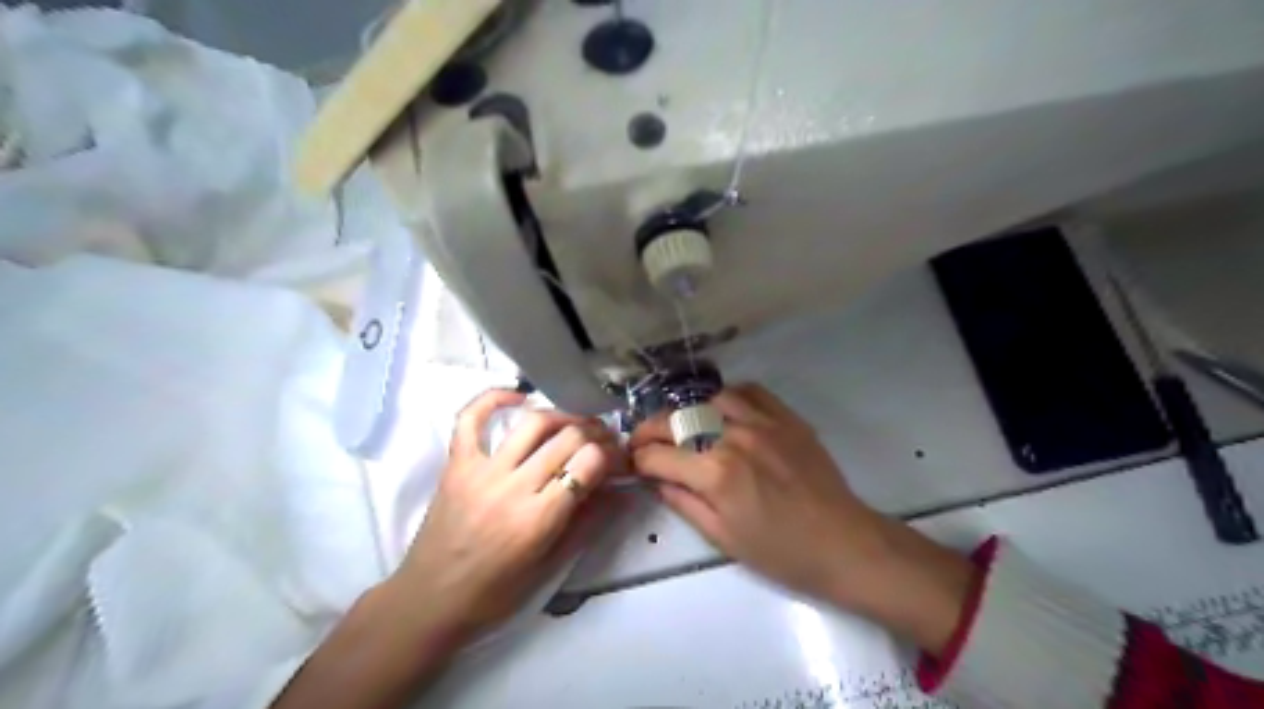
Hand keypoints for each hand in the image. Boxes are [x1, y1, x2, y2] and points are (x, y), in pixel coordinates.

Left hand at [386, 387, 621, 642]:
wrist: (429, 601)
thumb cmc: (494, 593)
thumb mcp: (550, 567)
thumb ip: (588, 524)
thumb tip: (622, 492)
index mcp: (538, 519)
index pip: (589, 463)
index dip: (612, 455)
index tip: (619, 460)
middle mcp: (512, 488)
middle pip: (568, 438)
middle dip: (597, 434)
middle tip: (605, 441)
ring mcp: (481, 471)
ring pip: (533, 423)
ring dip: (564, 415)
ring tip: (577, 423)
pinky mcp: (456, 464)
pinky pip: (469, 418)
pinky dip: (492, 398)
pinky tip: (518, 395)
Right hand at [633, 386, 976, 654]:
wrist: (844, 544)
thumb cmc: (781, 553)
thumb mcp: (722, 538)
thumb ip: (683, 503)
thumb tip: (657, 479)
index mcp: (715, 474)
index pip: (658, 455)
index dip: (637, 459)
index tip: (631, 463)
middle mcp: (734, 438)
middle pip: (677, 420)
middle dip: (650, 430)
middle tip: (644, 441)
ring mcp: (763, 422)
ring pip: (710, 400)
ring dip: (689, 412)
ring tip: (685, 427)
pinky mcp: (786, 417)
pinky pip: (750, 392)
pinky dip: (728, 398)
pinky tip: (724, 413)